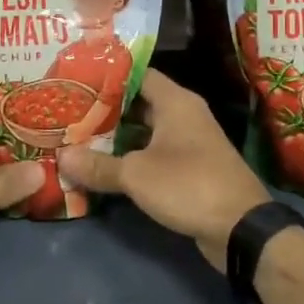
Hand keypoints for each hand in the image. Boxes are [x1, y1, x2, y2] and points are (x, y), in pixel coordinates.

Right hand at [56, 68, 269, 271]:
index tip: (76, 81)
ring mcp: (188, 142)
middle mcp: (184, 115)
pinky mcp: (189, 169)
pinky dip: (130, 157)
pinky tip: (103, 165)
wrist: (241, 229)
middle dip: (105, 109)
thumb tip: (61, 157)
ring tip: (77, 136)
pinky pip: (153, 153)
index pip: (137, 74)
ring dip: (116, 136)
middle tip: (68, 111)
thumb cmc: (188, 185)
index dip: (107, 76)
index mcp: (175, 102)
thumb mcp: (136, 175)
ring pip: (145, 131)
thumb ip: (97, 165)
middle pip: (138, 103)